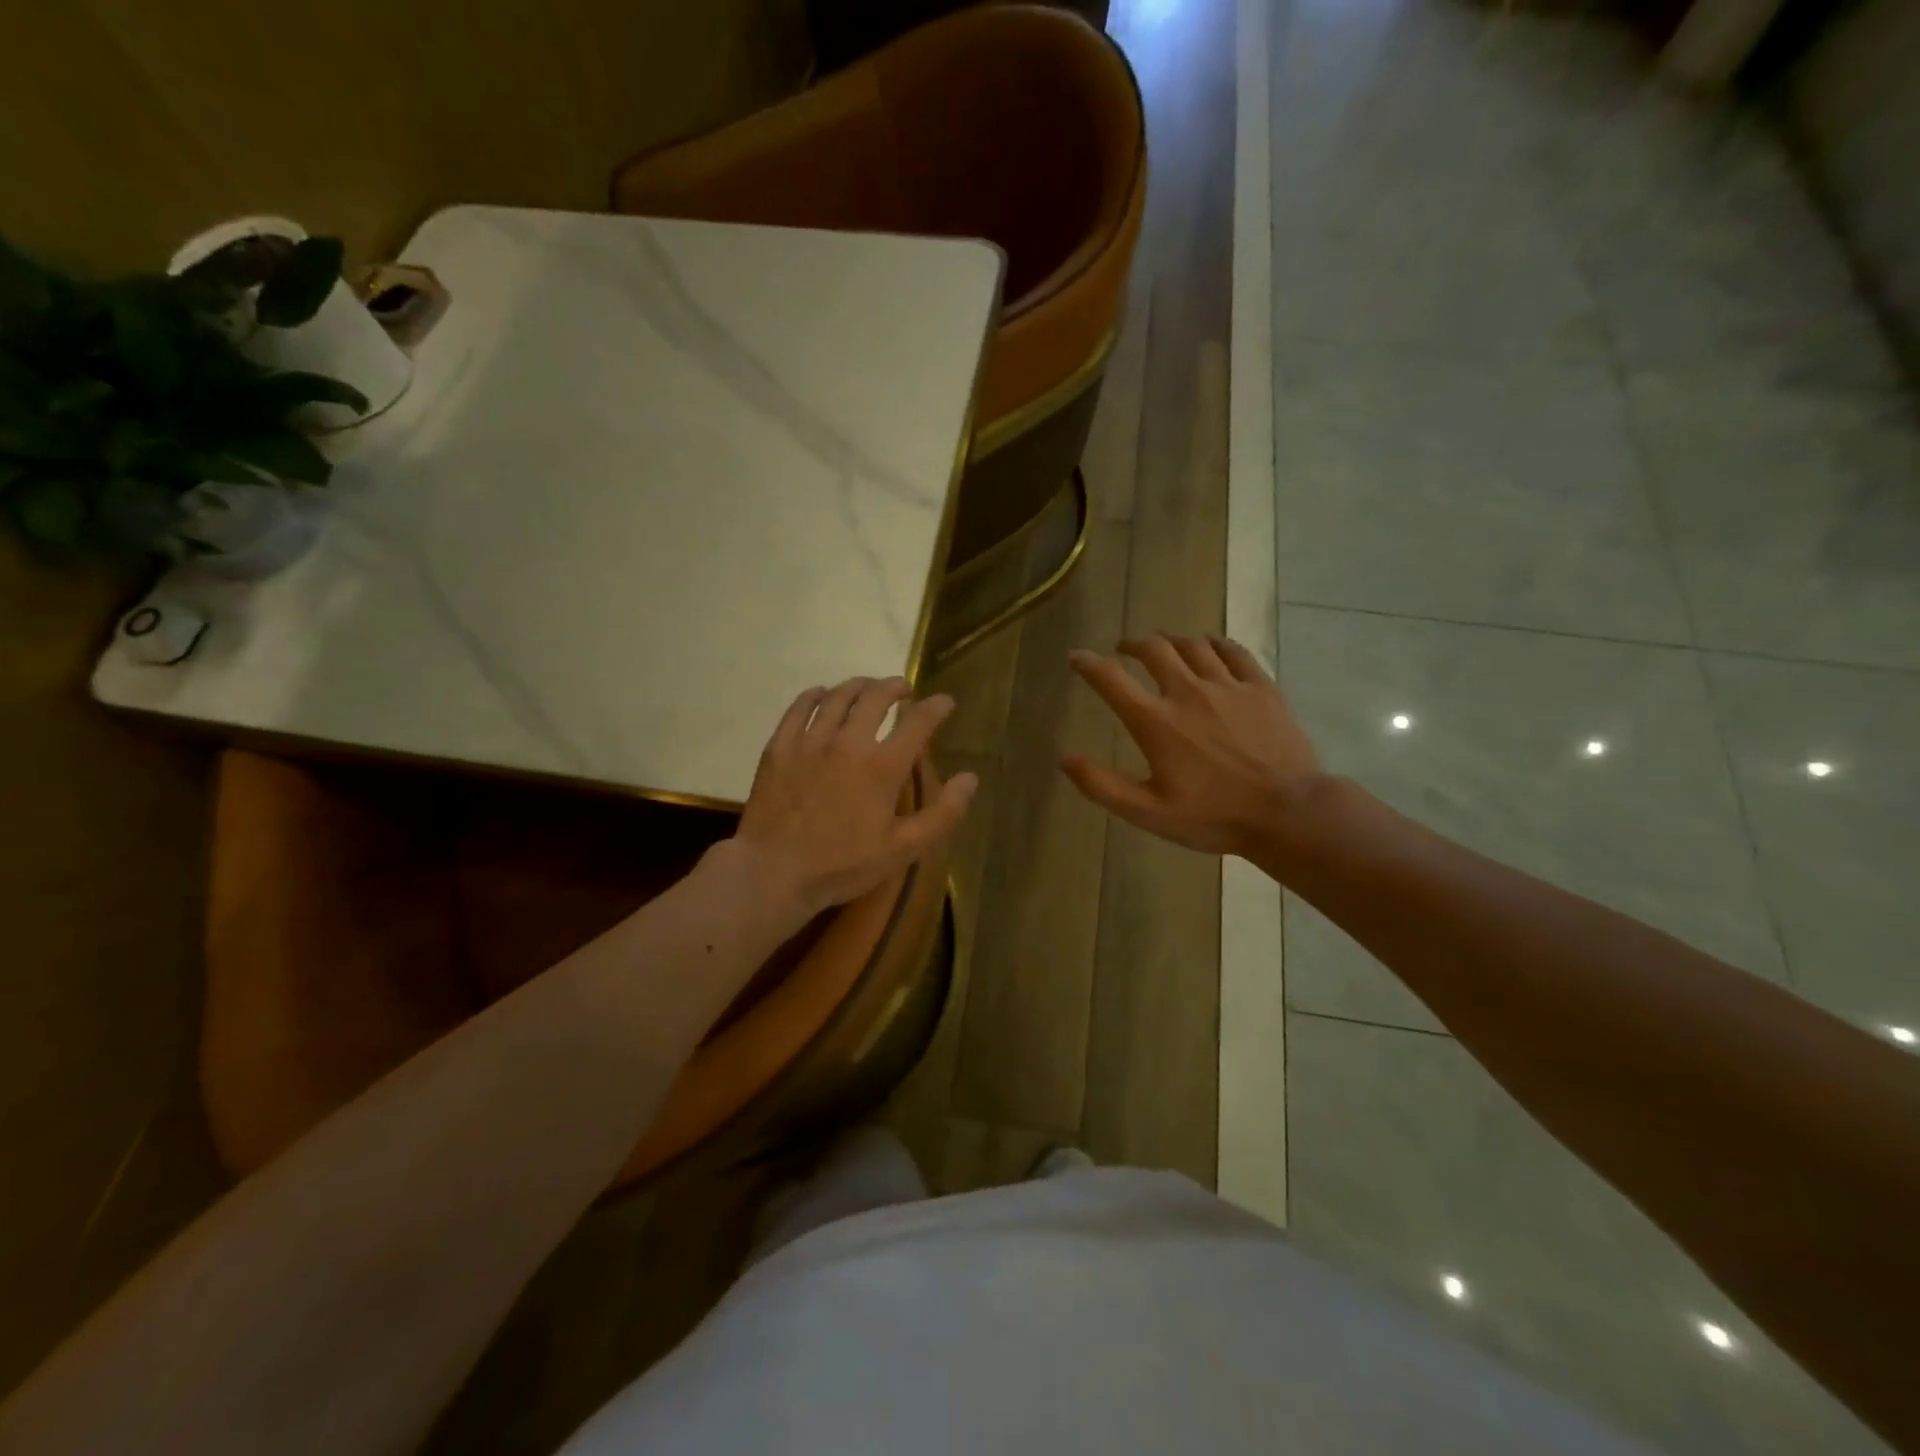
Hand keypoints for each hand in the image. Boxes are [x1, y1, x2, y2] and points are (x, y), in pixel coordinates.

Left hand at [731, 676, 976, 917]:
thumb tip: (970, 778)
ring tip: (867, 687)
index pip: (918, 722)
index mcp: (883, 766)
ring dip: (859, 685)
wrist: (774, 872)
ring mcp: (810, 741)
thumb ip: (943, 814)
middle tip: (903, 689)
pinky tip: (821, 695)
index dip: (936, 707)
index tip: (944, 702)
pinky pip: (799, 708)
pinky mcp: (780, 747)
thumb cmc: (843, 865)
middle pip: (876, 697)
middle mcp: (849, 742)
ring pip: (838, 696)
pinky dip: (815, 695)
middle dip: (895, 686)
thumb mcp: (903, 849)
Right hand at [1061, 634, 1322, 857]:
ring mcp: (1228, 686)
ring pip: (1192, 645)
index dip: (1088, 664)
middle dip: (1132, 644)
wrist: (1287, 812)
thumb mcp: (1149, 812)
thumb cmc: (1214, 816)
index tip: (1076, 656)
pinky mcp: (1261, 688)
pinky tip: (1209, 646)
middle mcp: (1188, 692)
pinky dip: (1214, 643)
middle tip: (1124, 648)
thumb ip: (1103, 785)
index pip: (1111, 680)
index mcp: (1156, 722)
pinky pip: (1233, 651)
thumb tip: (1065, 760)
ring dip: (1171, 641)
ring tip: (1164, 646)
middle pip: (1154, 650)